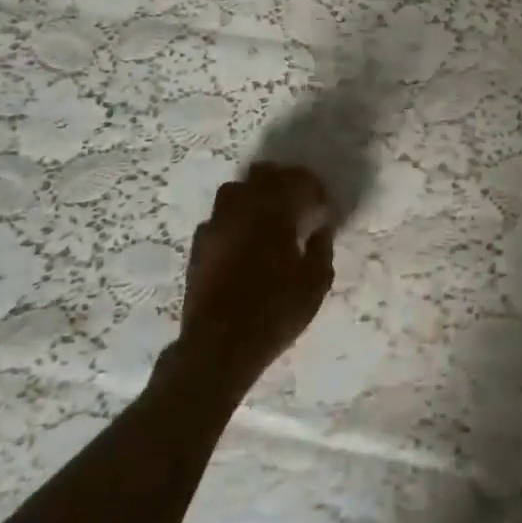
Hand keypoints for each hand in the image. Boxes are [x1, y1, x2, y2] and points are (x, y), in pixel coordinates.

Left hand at [179, 162, 334, 394]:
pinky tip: (243, 239)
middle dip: (283, 181)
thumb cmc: (274, 313)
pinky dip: (234, 219)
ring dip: (255, 194)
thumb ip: (322, 249)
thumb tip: (322, 228)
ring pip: (235, 190)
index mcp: (274, 213)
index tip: (323, 203)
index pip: (297, 180)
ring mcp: (215, 226)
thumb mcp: (314, 284)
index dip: (313, 186)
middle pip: (262, 174)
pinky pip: (218, 218)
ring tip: (268, 216)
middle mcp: (242, 210)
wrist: (218, 348)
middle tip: (298, 201)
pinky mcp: (198, 246)